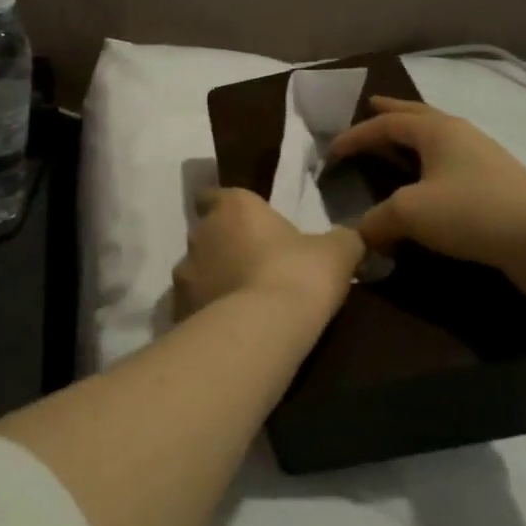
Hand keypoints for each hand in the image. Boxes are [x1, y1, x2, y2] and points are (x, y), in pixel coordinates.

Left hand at [174, 188, 364, 322]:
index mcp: (233, 207)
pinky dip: (206, 313)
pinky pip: (193, 306)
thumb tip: (348, 238)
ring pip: (197, 271)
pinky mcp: (178, 311)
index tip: (247, 222)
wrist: (262, 330)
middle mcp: (200, 233)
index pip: (216, 195)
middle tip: (254, 266)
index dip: (230, 208)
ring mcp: (183, 274)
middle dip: (224, 247)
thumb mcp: (337, 253)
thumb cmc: (298, 275)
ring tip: (241, 302)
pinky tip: (230, 329)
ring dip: (213, 281)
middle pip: (207, 234)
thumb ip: (341, 239)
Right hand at [326, 96, 525, 295]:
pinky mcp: (496, 187)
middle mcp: (460, 136)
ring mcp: (483, 159)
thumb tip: (364, 234)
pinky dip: (430, 166)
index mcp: (437, 131)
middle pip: (418, 115)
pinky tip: (427, 183)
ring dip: (412, 138)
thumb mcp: (410, 213)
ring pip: (438, 140)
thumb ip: (377, 220)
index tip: (332, 151)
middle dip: (391, 111)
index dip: (356, 135)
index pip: (386, 124)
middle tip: (370, 105)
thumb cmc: (471, 212)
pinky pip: (451, 166)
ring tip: (396, 142)